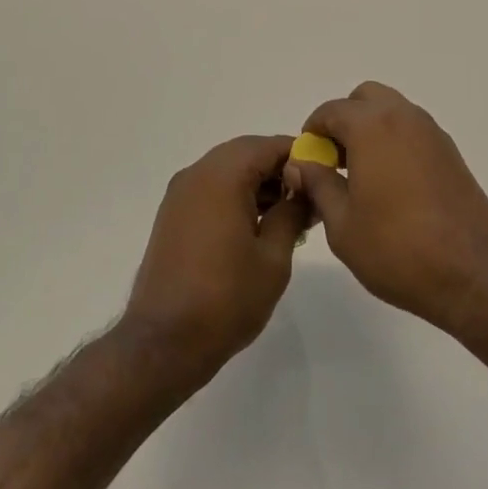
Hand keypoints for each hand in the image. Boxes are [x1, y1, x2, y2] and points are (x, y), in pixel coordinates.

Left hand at [123, 136, 305, 383]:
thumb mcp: (274, 258)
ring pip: (227, 170)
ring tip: (288, 214)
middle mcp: (197, 174)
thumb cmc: (226, 299)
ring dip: (257, 182)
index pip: (268, 145)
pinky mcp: (173, 215)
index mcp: (222, 176)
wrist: (164, 343)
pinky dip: (236, 195)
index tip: (323, 176)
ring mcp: (180, 194)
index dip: (299, 155)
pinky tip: (257, 225)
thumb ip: (292, 213)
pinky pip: (211, 188)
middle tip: (308, 196)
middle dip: (278, 168)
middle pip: (246, 153)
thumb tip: (304, 190)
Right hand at [285, 82, 487, 337]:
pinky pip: (413, 132)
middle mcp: (404, 117)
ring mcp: (432, 133)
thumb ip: (318, 185)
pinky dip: (395, 143)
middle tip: (335, 163)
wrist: (474, 274)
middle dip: (344, 121)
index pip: (330, 110)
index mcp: (372, 126)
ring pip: (392, 112)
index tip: (308, 163)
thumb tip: (301, 163)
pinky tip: (392, 187)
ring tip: (361, 177)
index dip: (312, 133)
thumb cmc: (398, 250)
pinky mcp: (451, 153)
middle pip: (365, 99)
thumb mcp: (342, 225)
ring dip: (371, 130)